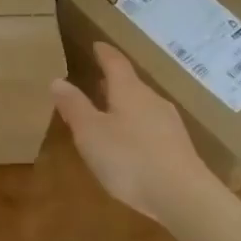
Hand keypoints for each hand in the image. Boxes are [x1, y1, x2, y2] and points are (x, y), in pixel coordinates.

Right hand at [51, 42, 221, 220]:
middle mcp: (152, 100)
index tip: (97, 45)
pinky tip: (131, 140)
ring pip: (143, 105)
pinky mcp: (178, 146)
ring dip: (125, 103)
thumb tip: (58, 80)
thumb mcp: (91, 133)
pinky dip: (136, 124)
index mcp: (129, 91)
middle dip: (114, 81)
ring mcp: (169, 123)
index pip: (116, 63)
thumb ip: (74, 106)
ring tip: (110, 109)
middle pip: (131, 83)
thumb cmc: (130, 159)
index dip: (104, 53)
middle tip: (98, 79)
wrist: (183, 195)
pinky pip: (152, 125)